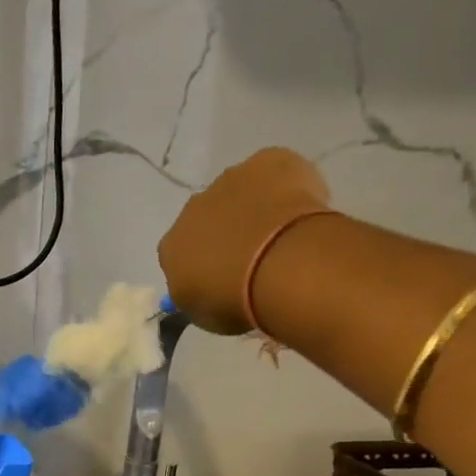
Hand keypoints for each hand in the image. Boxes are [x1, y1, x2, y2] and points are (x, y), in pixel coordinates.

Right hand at [158, 147, 330, 333]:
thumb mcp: (203, 314)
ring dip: (255, 207)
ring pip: (240, 192)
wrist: (279, 265)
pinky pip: (276, 171)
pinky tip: (304, 208)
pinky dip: (288, 185)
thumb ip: (197, 295)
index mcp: (171, 246)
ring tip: (283, 234)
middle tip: (256, 257)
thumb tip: (200, 285)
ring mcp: (230, 180)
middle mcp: (192, 208)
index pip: (180, 254)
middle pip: (208, 218)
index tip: (224, 278)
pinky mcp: (268, 161)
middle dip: (227, 231)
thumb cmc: (235, 299)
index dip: (202, 264)